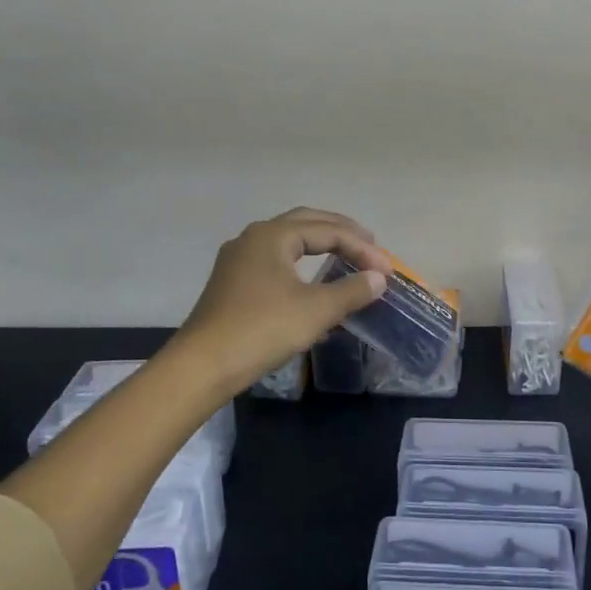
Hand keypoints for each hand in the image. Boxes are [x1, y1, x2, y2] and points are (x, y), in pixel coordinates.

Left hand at [172, 207, 390, 391]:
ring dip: (320, 244)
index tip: (387, 269)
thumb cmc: (262, 329)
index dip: (362, 248)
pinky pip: (276, 260)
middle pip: (306, 223)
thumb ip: (352, 290)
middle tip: (369, 244)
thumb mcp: (316, 311)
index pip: (329, 231)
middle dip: (340, 231)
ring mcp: (238, 259)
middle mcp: (254, 238)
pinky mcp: (232, 282)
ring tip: (345, 255)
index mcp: (273, 235)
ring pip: (288, 241)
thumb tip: (378, 279)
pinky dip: (301, 262)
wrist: (202, 366)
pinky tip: (311, 280)